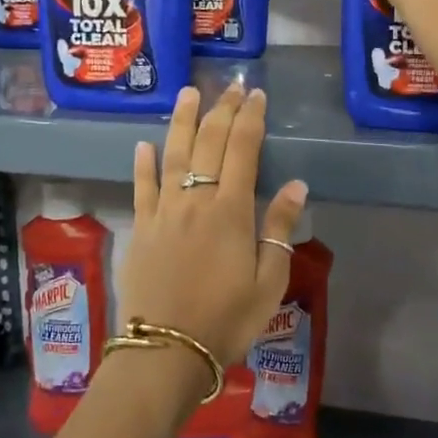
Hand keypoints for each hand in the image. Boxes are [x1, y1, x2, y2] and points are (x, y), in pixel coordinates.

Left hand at [121, 84, 307, 371]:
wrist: (166, 350)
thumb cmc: (226, 320)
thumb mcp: (268, 282)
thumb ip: (279, 230)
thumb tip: (296, 185)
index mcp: (230, 211)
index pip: (243, 150)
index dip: (251, 119)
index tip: (257, 95)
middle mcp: (195, 200)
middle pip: (209, 143)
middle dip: (222, 110)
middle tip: (231, 86)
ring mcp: (164, 211)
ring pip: (173, 154)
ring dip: (183, 121)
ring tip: (189, 93)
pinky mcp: (141, 228)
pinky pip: (142, 187)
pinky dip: (143, 163)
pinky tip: (144, 144)